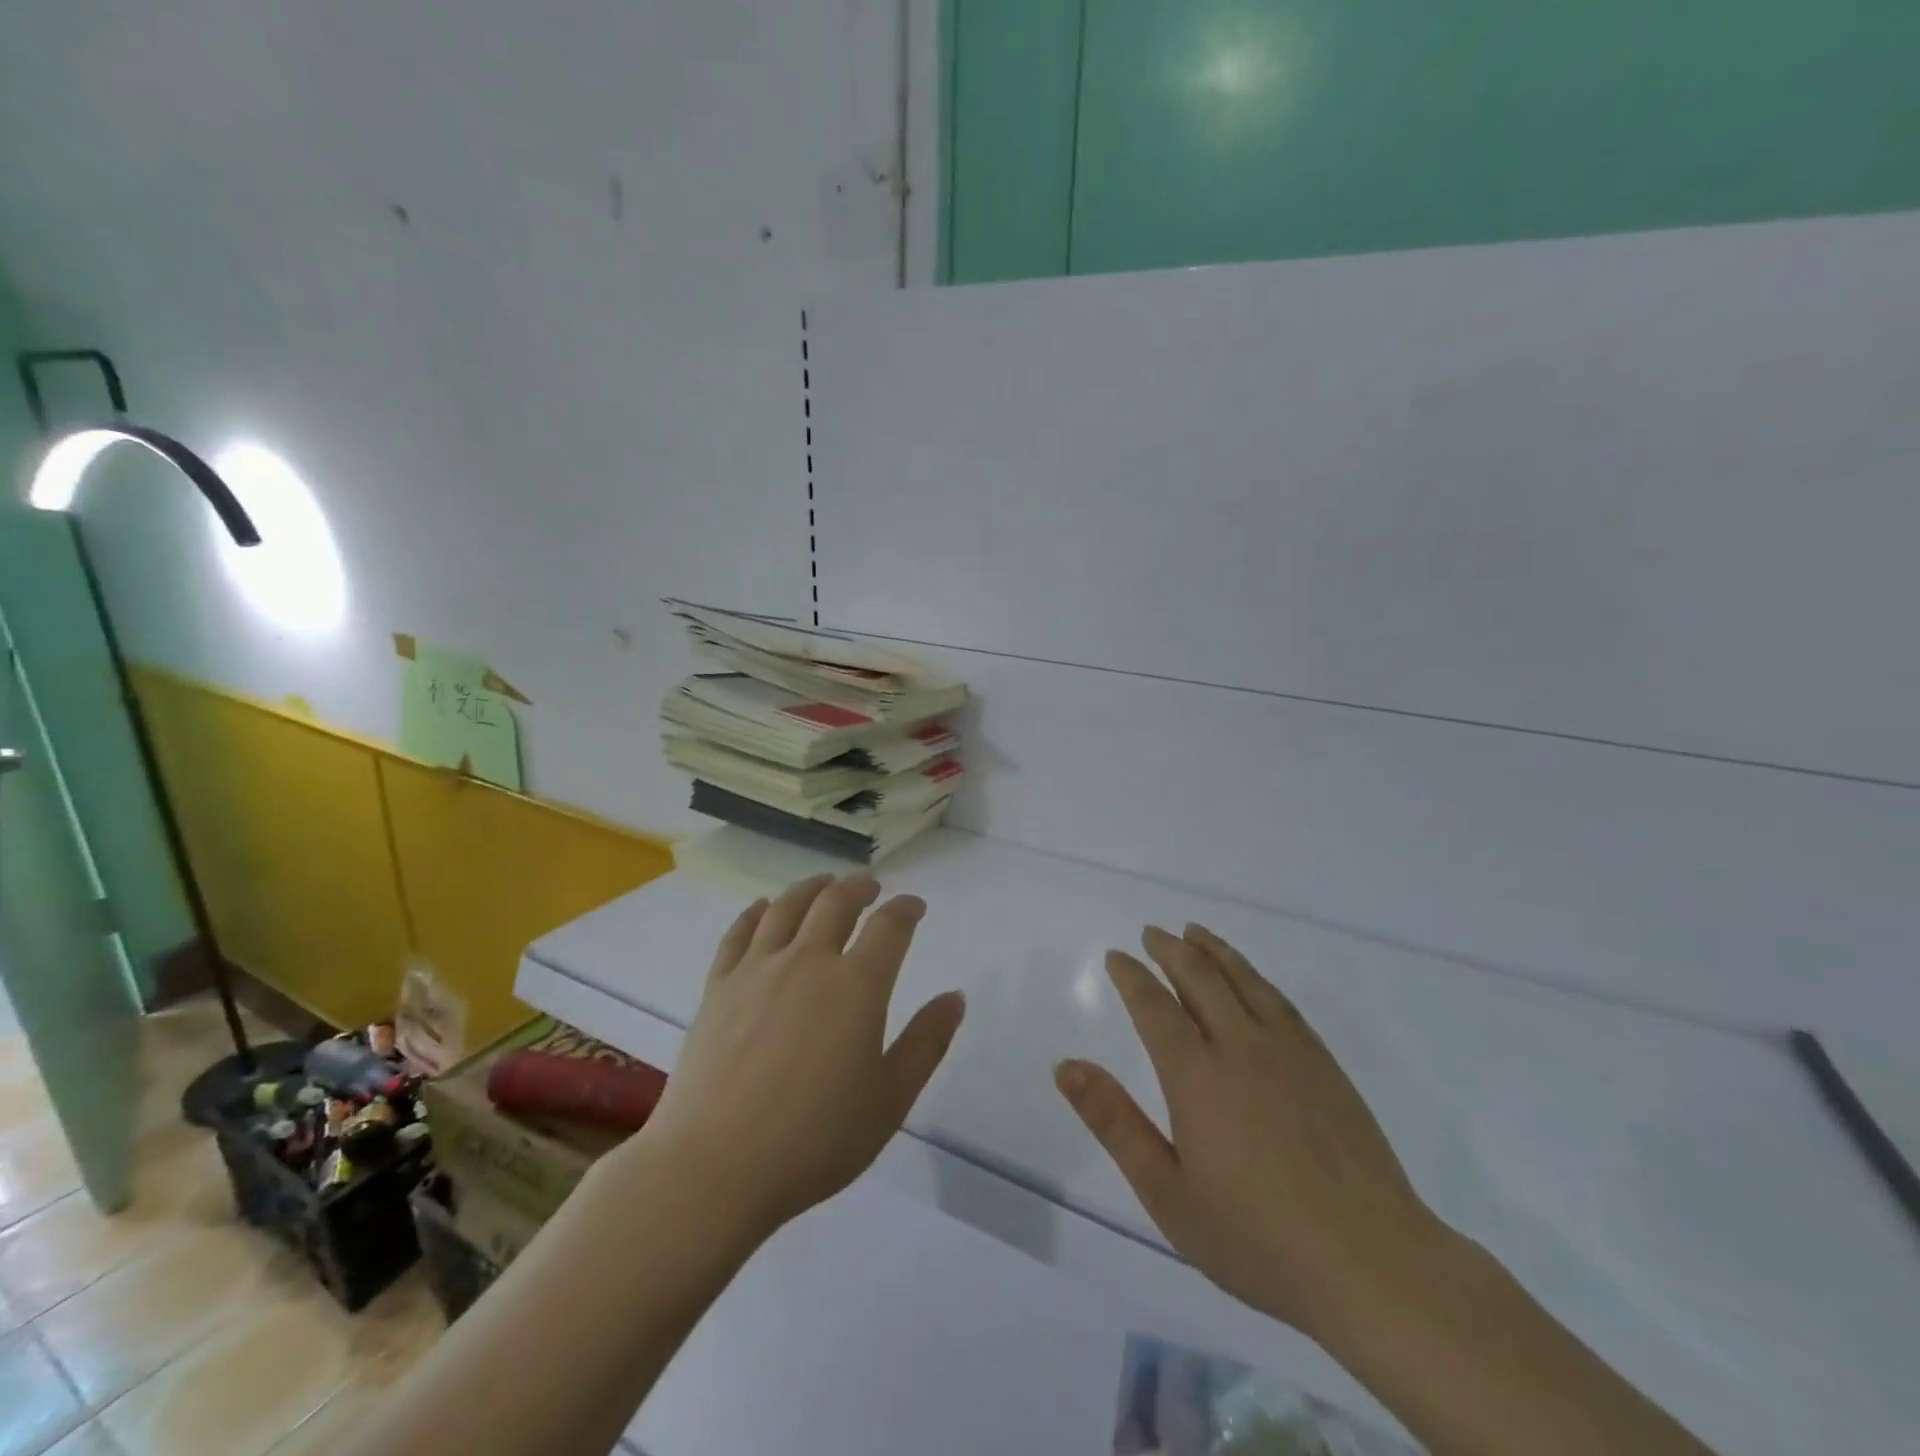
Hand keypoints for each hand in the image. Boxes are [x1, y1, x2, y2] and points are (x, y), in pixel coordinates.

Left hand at [639, 874, 965, 1237]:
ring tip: (824, 884)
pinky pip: (739, 932)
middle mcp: (808, 961)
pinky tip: (763, 908)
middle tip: (870, 886)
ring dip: (811, 887)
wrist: (714, 1167)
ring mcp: (758, 969)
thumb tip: (955, 997)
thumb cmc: (815, 1140)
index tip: (914, 906)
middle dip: (859, 887)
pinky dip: (756, 912)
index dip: (906, 909)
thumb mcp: (889, 1100)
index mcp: (857, 986)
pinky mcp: (718, 986)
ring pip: (787, 907)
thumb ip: (926, 1043)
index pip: (889, 926)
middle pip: (836, 902)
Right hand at [1055, 924, 1442, 1340]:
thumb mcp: (1167, 1193)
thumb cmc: (1256, 1238)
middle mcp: (1241, 1047)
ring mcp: (1290, 1052)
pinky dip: (1257, 977)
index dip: (1132, 977)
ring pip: (1245, 980)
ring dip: (1215, 951)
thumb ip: (1115, 1123)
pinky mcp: (1326, 1066)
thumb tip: (1066, 1067)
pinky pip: (1282, 1002)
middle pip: (1201, 979)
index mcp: (1197, 1075)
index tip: (1117, 956)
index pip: (1155, 1007)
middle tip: (1152, 933)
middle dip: (1171, 951)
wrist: (1372, 1265)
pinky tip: (1252, 979)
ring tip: (1195, 933)